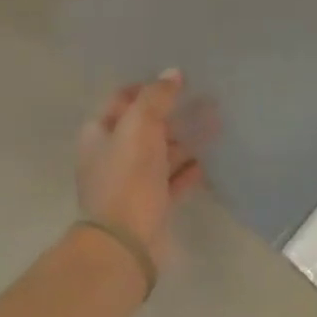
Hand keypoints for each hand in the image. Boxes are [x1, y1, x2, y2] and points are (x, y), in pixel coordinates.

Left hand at [76, 71, 204, 268]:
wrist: (126, 242)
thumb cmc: (127, 178)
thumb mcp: (138, 128)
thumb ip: (155, 98)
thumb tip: (173, 73)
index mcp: (100, 134)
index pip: (122, 100)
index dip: (147, 88)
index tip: (177, 80)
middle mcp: (113, 155)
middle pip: (146, 127)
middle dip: (174, 113)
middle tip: (207, 99)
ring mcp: (133, 182)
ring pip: (163, 153)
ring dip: (187, 139)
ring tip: (217, 125)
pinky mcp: (153, 204)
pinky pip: (173, 181)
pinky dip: (189, 170)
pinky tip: (207, 162)